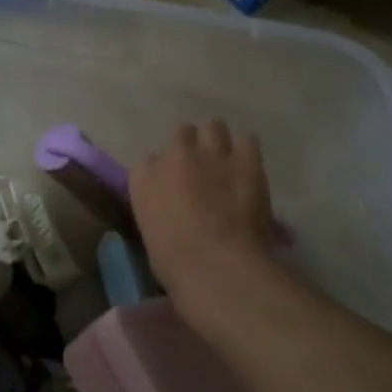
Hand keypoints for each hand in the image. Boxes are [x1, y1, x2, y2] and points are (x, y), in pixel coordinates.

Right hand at [129, 121, 287, 337]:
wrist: (215, 265)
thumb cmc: (174, 262)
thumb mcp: (151, 232)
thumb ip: (158, 208)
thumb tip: (173, 206)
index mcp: (142, 178)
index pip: (149, 162)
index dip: (163, 171)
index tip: (172, 186)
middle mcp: (173, 156)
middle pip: (182, 133)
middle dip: (191, 145)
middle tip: (201, 168)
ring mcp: (211, 154)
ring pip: (214, 126)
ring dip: (218, 140)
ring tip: (227, 159)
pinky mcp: (246, 160)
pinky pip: (248, 140)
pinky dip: (247, 150)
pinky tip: (249, 166)